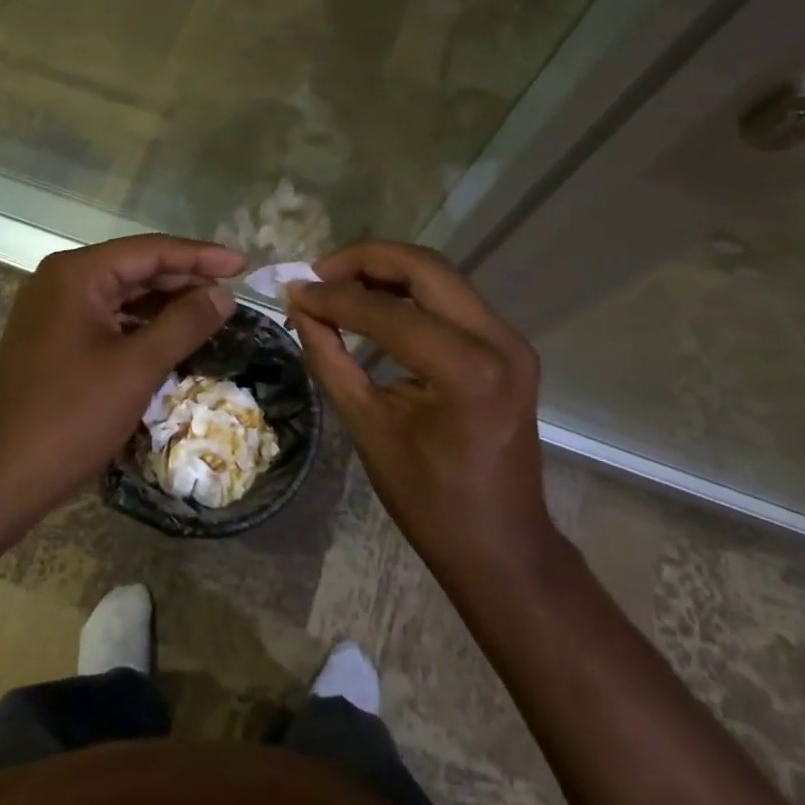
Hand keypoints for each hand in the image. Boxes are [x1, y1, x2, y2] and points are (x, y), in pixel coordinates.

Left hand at [0, 234, 242, 544]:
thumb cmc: (70, 416)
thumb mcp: (136, 367)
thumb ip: (184, 323)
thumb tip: (223, 293)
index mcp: (77, 274)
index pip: (150, 251)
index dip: (201, 256)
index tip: (243, 265)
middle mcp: (61, 282)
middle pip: (135, 268)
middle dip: (184, 279)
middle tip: (232, 291)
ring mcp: (52, 312)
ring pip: (121, 295)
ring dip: (165, 303)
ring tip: (211, 312)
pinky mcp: (52, 341)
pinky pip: (107, 320)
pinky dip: (141, 326)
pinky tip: (171, 338)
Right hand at [286, 241, 551, 574]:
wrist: (501, 544)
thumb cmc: (430, 501)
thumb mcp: (368, 427)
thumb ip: (330, 359)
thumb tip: (300, 307)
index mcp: (468, 370)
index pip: (388, 312)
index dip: (334, 296)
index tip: (293, 290)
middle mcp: (499, 340)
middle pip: (425, 268)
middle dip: (365, 260)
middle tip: (318, 272)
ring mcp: (511, 340)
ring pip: (441, 276)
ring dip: (387, 271)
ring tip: (338, 282)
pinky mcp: (508, 346)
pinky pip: (452, 298)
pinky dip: (409, 291)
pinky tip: (374, 301)